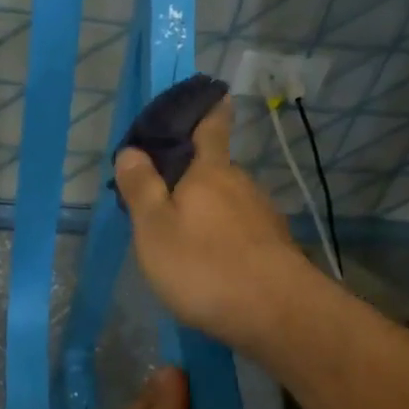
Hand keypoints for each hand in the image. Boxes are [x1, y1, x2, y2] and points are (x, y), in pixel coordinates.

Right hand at [113, 97, 314, 350]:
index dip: (209, 110)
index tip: (215, 94)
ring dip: (208, 209)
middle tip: (164, 194)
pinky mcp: (275, 247)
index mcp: (210, 172)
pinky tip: (213, 261)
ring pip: (229, 202)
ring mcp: (263, 216)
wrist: (277, 314)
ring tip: (184, 234)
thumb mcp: (155, 229)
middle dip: (194, 174)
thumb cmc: (205, 267)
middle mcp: (242, 185)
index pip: (211, 128)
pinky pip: (242, 230)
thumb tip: (131, 150)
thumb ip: (142, 189)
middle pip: (216, 169)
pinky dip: (225, 236)